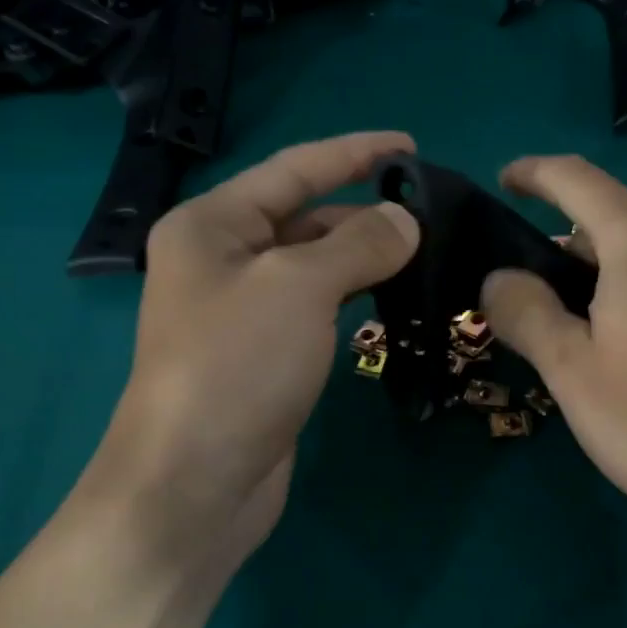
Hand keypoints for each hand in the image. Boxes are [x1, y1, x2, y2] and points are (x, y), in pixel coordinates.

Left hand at [78, 132, 419, 582]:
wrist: (195, 482)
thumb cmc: (237, 365)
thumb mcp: (301, 286)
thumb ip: (359, 243)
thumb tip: (405, 221)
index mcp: (212, 224)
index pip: (293, 170)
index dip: (353, 152)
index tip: (410, 146)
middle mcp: (221, 260)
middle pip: (303, 217)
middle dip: (364, 212)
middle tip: (431, 217)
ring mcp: (241, 312)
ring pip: (313, 267)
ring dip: (363, 258)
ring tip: (424, 254)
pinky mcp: (264, 355)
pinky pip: (316, 308)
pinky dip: (352, 297)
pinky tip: (390, 299)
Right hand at [480, 155, 626, 569]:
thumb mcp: (575, 377)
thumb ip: (528, 315)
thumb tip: (500, 277)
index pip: (576, 179)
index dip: (535, 173)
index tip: (507, 182)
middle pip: (622, 221)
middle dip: (577, 249)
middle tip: (550, 306)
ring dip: (626, 276)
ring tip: (613, 339)